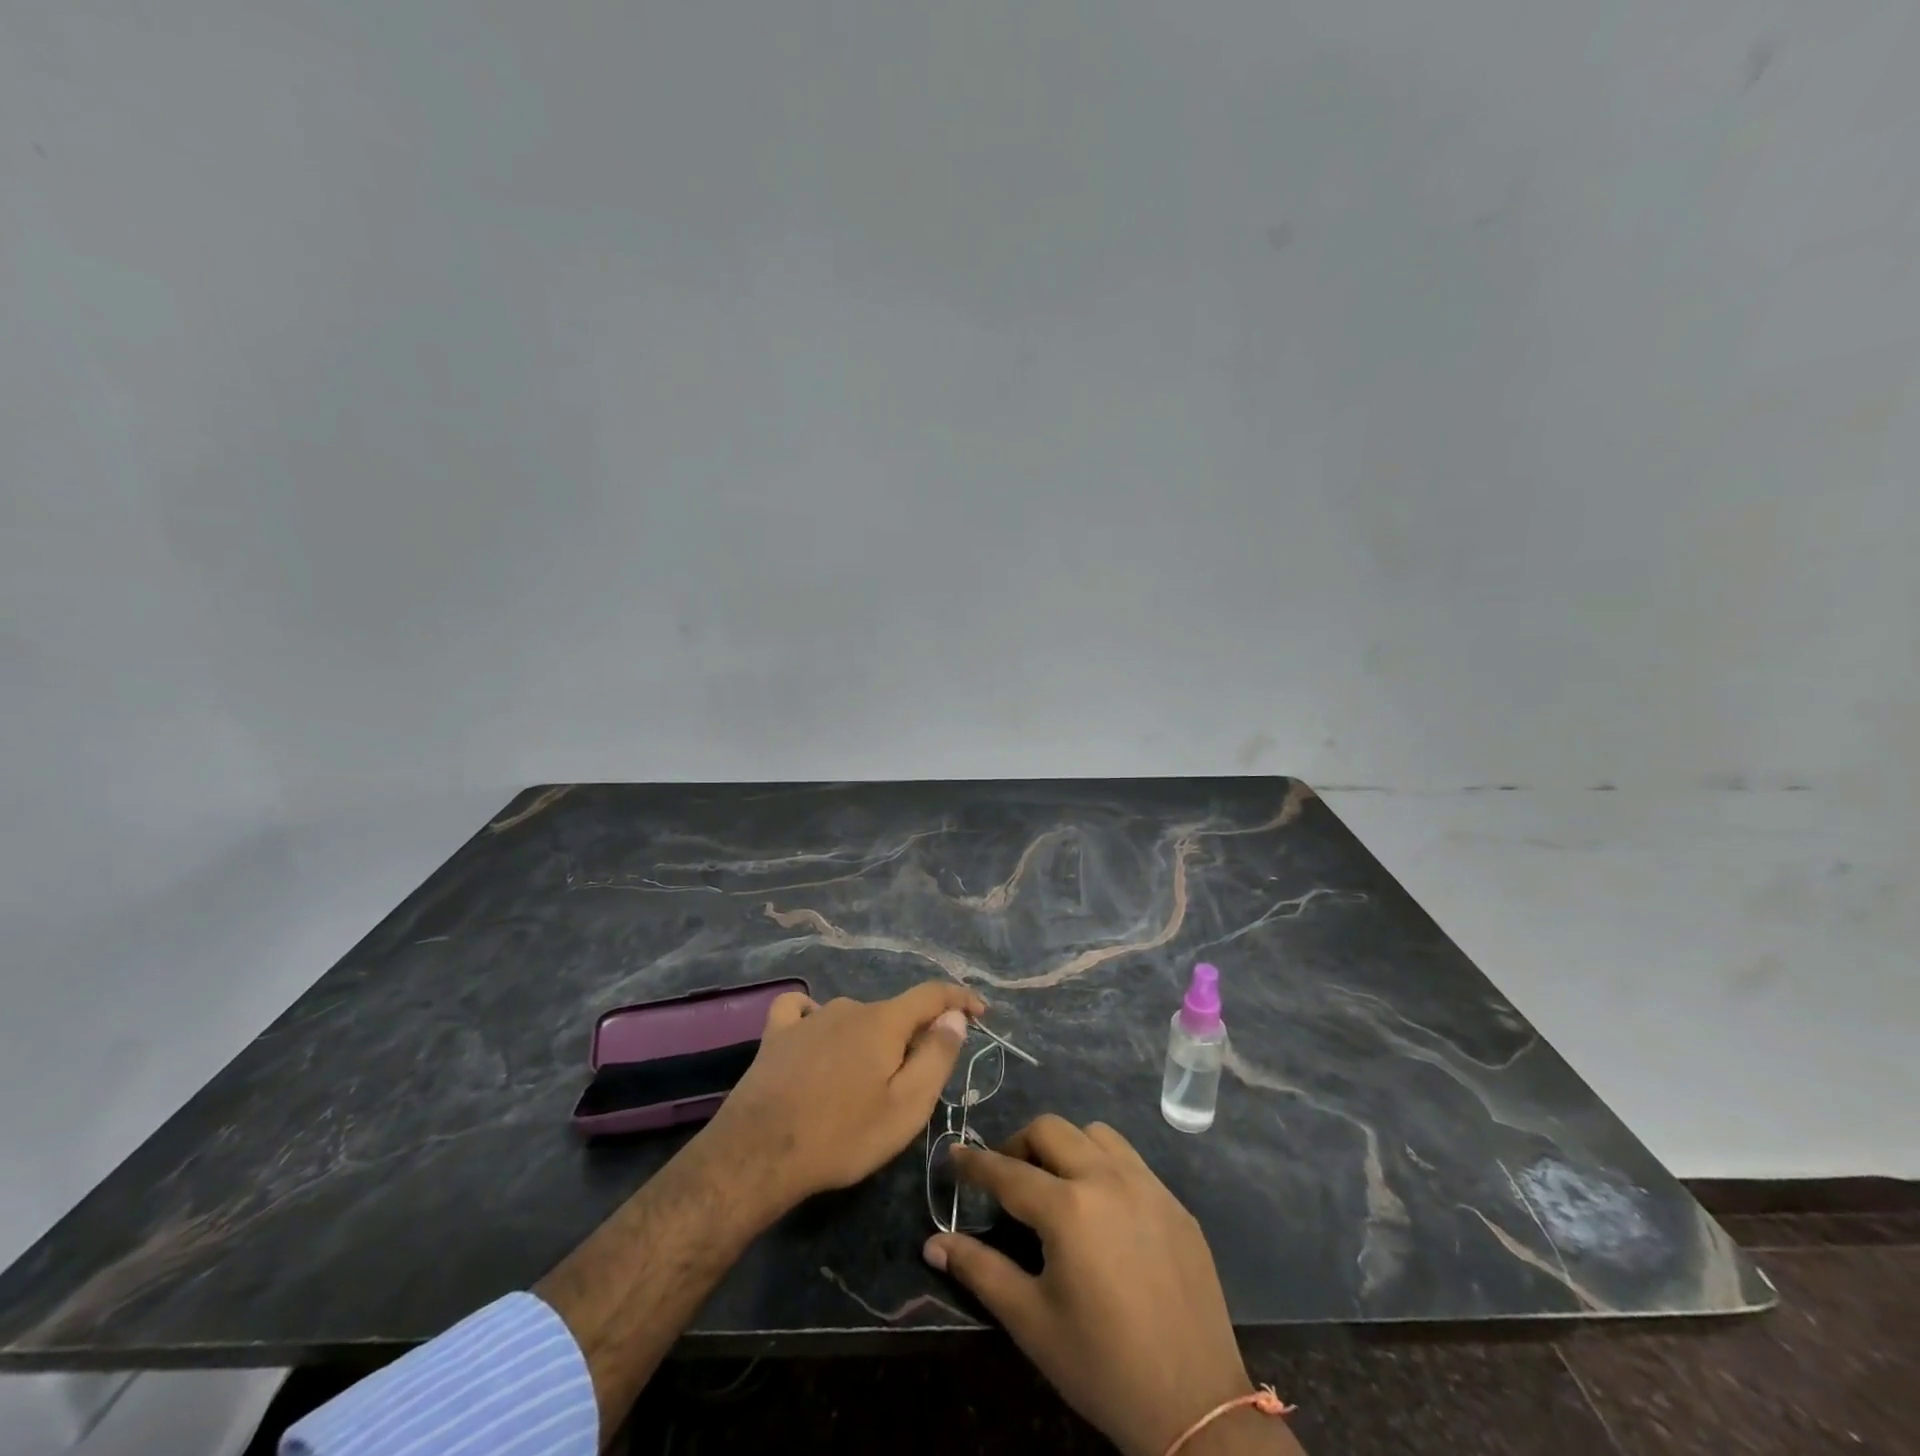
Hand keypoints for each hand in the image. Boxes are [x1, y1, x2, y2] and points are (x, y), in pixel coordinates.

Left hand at [697, 981, 985, 1218]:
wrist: (758, 1154)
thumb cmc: (841, 1135)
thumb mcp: (905, 1107)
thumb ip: (936, 1057)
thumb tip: (954, 1017)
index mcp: (884, 1022)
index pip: (932, 995)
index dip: (959, 999)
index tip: (980, 1011)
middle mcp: (849, 1007)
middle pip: (892, 1014)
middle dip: (911, 1038)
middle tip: (911, 1085)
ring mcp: (809, 1018)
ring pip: (853, 1018)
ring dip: (868, 1039)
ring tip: (862, 1083)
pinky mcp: (776, 1034)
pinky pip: (802, 1011)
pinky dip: (817, 1019)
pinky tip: (814, 1036)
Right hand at [924, 1116, 1303, 1455]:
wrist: (1197, 1406)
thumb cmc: (1102, 1366)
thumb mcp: (1031, 1322)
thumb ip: (980, 1270)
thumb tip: (933, 1243)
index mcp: (1068, 1208)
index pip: (1007, 1171)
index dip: (975, 1162)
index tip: (954, 1154)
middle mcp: (1107, 1179)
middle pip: (1051, 1129)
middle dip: (1020, 1144)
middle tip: (1008, 1177)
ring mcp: (1148, 1186)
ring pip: (1095, 1134)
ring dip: (1067, 1146)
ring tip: (1056, 1185)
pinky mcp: (1175, 1203)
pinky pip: (1131, 1161)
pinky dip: (1104, 1166)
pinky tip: (1103, 1209)